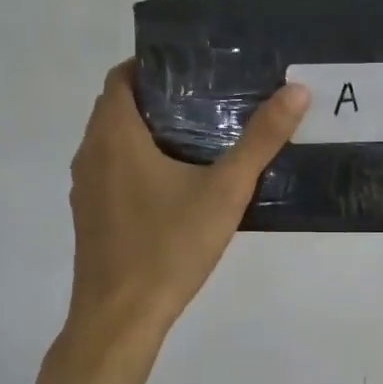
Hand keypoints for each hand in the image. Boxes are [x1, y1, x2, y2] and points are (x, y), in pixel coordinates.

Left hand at [67, 62, 309, 338]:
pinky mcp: (90, 216)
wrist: (120, 318)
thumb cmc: (169, 247)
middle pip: (118, 107)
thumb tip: (297, 91)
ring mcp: (85, 188)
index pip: (122, 76)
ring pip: (113, 142)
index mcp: (114, 135)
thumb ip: (261, 140)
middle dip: (158, 98)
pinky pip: (112, 171)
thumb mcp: (225, 191)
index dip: (154, 65)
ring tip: (199, 136)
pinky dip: (137, 162)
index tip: (194, 69)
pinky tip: (177, 184)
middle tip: (208, 99)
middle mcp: (90, 153)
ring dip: (147, 132)